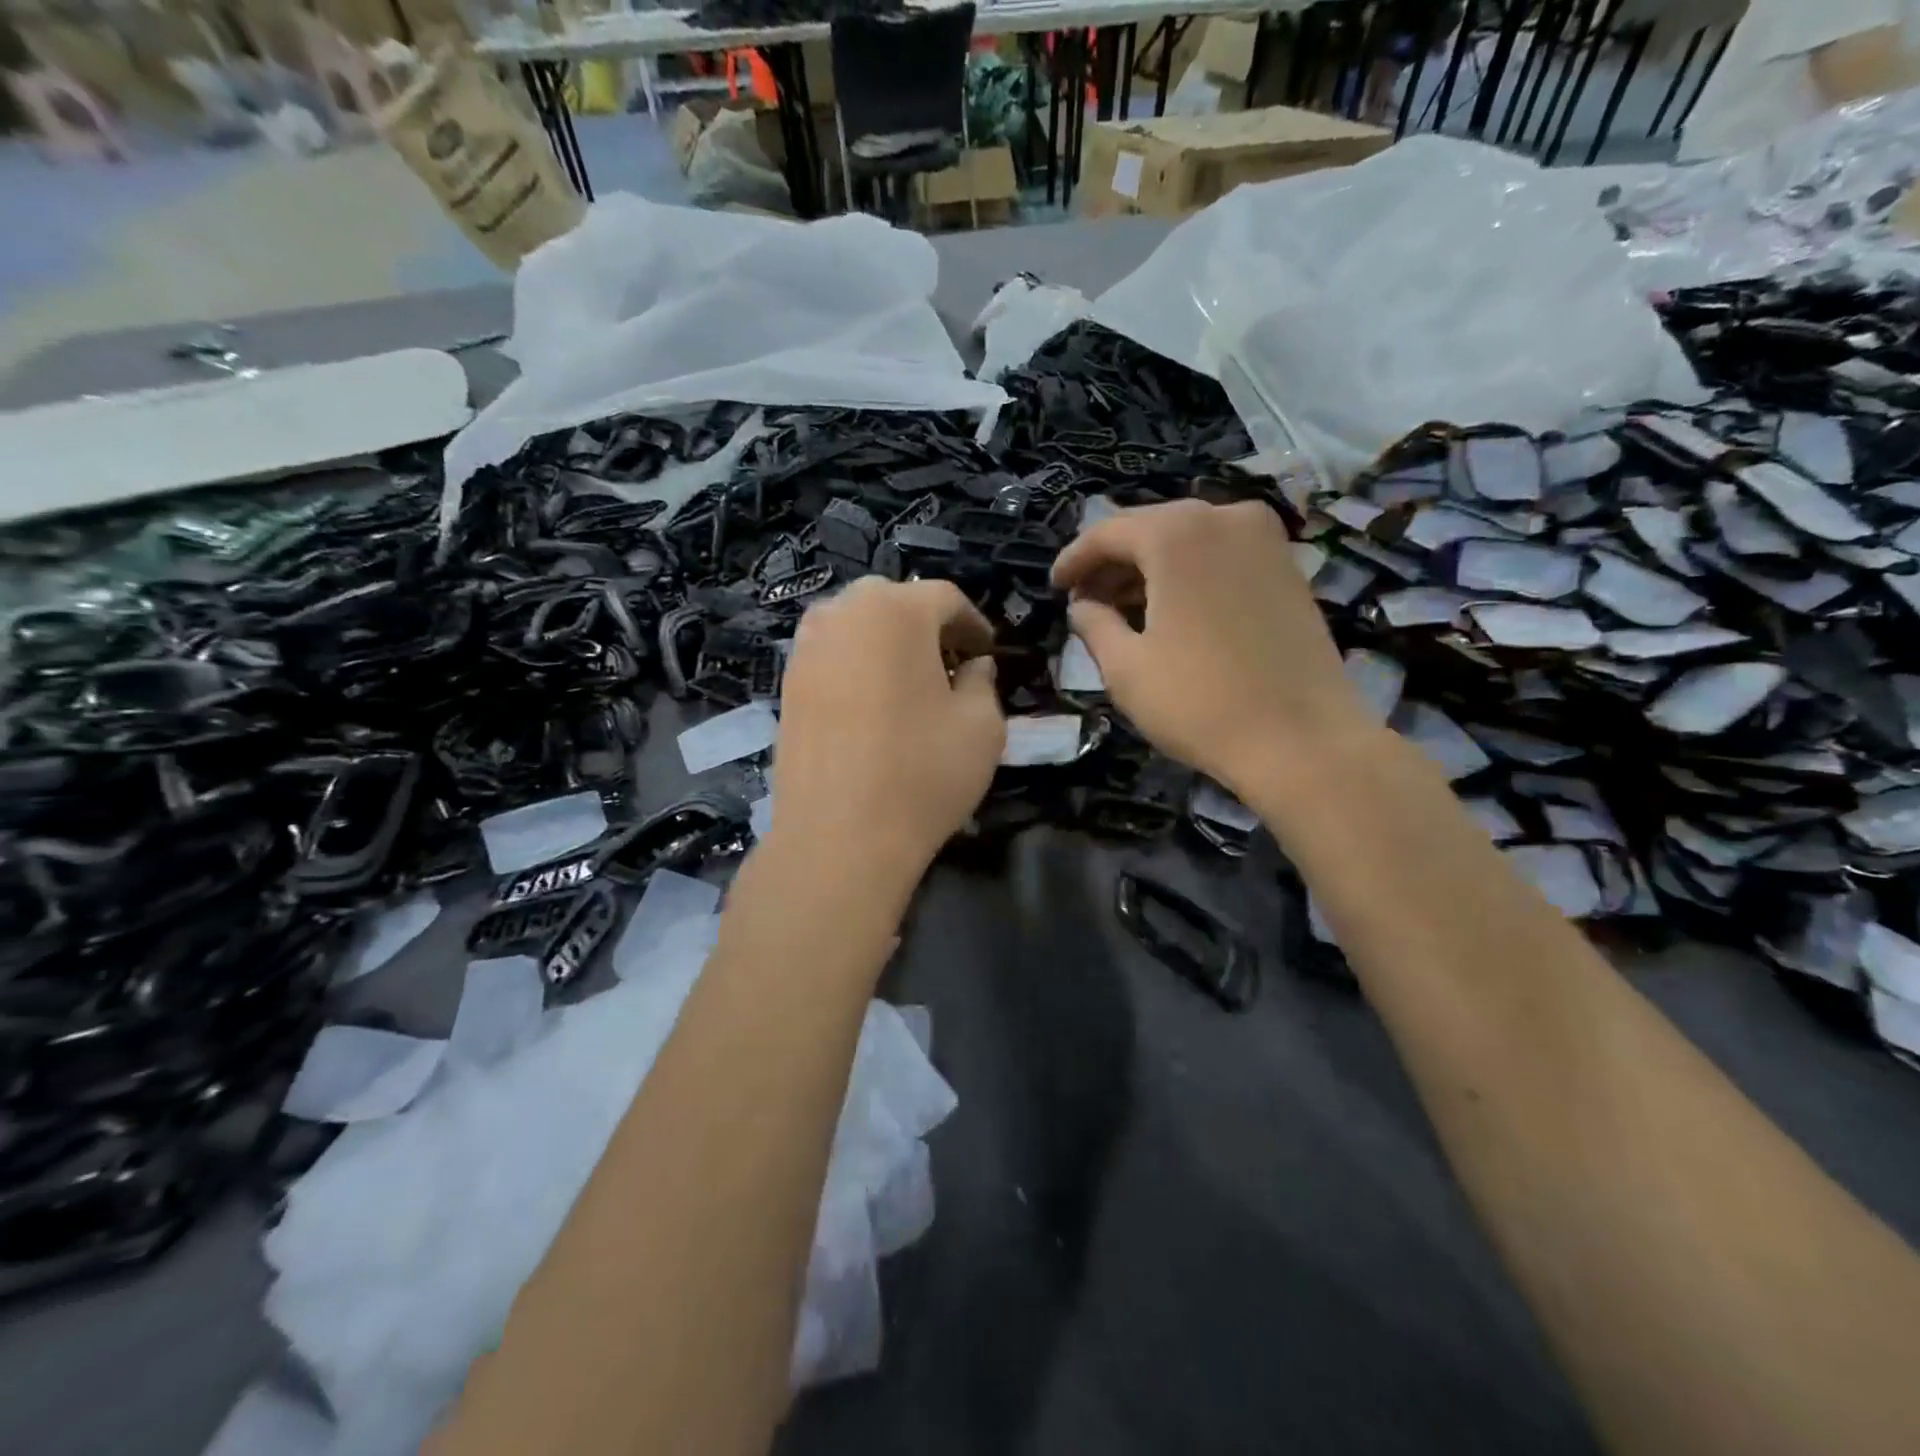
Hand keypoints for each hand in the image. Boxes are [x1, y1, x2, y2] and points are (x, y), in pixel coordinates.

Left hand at [768, 577, 1005, 893]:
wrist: (839, 838)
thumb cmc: (922, 774)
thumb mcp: (983, 727)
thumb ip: (983, 682)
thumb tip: (974, 666)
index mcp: (896, 611)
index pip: (944, 597)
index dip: (973, 623)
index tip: (987, 653)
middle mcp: (842, 614)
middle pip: (893, 601)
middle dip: (926, 626)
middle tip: (949, 664)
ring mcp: (806, 649)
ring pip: (855, 625)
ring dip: (887, 642)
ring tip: (908, 683)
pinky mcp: (787, 685)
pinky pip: (830, 655)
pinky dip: (856, 665)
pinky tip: (871, 704)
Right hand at [1051, 500, 1372, 797]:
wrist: (1303, 740)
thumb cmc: (1199, 702)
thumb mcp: (1126, 668)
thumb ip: (1093, 625)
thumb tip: (1082, 606)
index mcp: (1178, 534)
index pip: (1108, 532)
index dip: (1074, 560)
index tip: (1054, 586)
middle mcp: (1225, 517)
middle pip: (1151, 529)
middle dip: (1112, 563)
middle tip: (1085, 600)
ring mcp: (1266, 540)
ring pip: (1189, 541)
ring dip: (1150, 570)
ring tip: (1122, 610)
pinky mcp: (1289, 568)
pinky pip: (1221, 556)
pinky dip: (1189, 575)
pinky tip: (1171, 611)